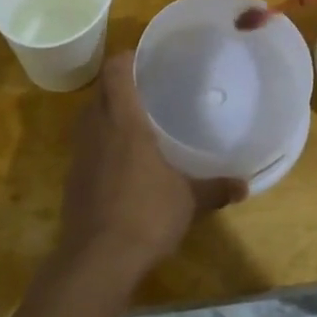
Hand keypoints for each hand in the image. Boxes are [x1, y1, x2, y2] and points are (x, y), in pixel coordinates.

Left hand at [57, 55, 245, 285]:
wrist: (96, 259)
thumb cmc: (146, 215)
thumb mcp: (188, 200)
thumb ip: (215, 188)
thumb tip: (244, 185)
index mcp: (123, 122)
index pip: (116, 72)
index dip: (126, 58)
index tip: (144, 57)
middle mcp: (96, 130)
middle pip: (100, 92)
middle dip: (118, 85)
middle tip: (146, 88)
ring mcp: (79, 155)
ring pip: (88, 119)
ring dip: (106, 114)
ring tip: (135, 121)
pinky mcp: (72, 180)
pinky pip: (85, 147)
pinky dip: (100, 144)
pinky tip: (121, 161)